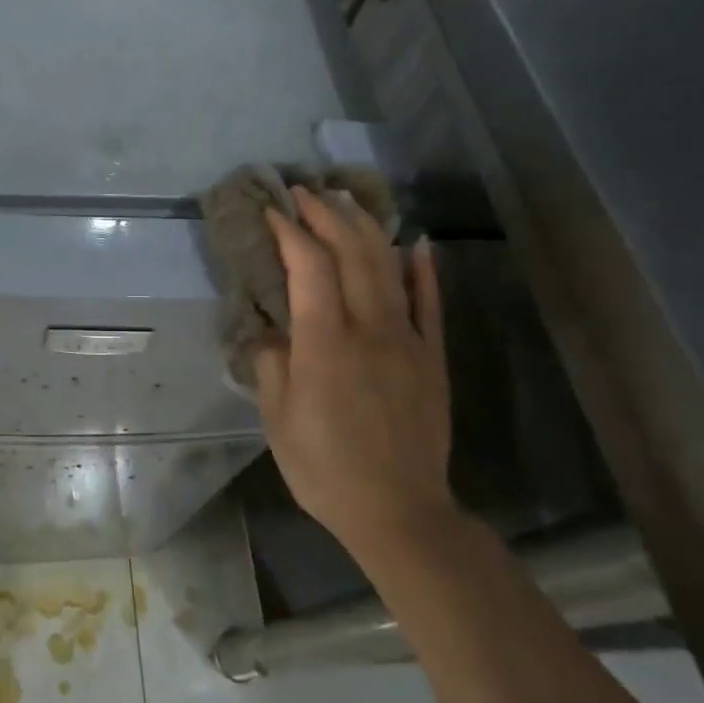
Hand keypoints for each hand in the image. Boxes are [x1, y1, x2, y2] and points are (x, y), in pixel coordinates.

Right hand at [252, 187, 452, 554]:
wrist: (399, 510)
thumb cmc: (325, 467)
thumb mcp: (278, 419)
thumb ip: (271, 364)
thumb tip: (271, 331)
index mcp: (326, 344)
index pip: (310, 268)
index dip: (291, 232)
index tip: (273, 210)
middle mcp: (370, 330)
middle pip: (353, 254)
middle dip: (328, 215)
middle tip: (307, 191)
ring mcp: (408, 340)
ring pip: (389, 268)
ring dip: (367, 228)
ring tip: (347, 203)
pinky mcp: (432, 358)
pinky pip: (430, 303)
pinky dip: (423, 269)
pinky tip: (417, 242)